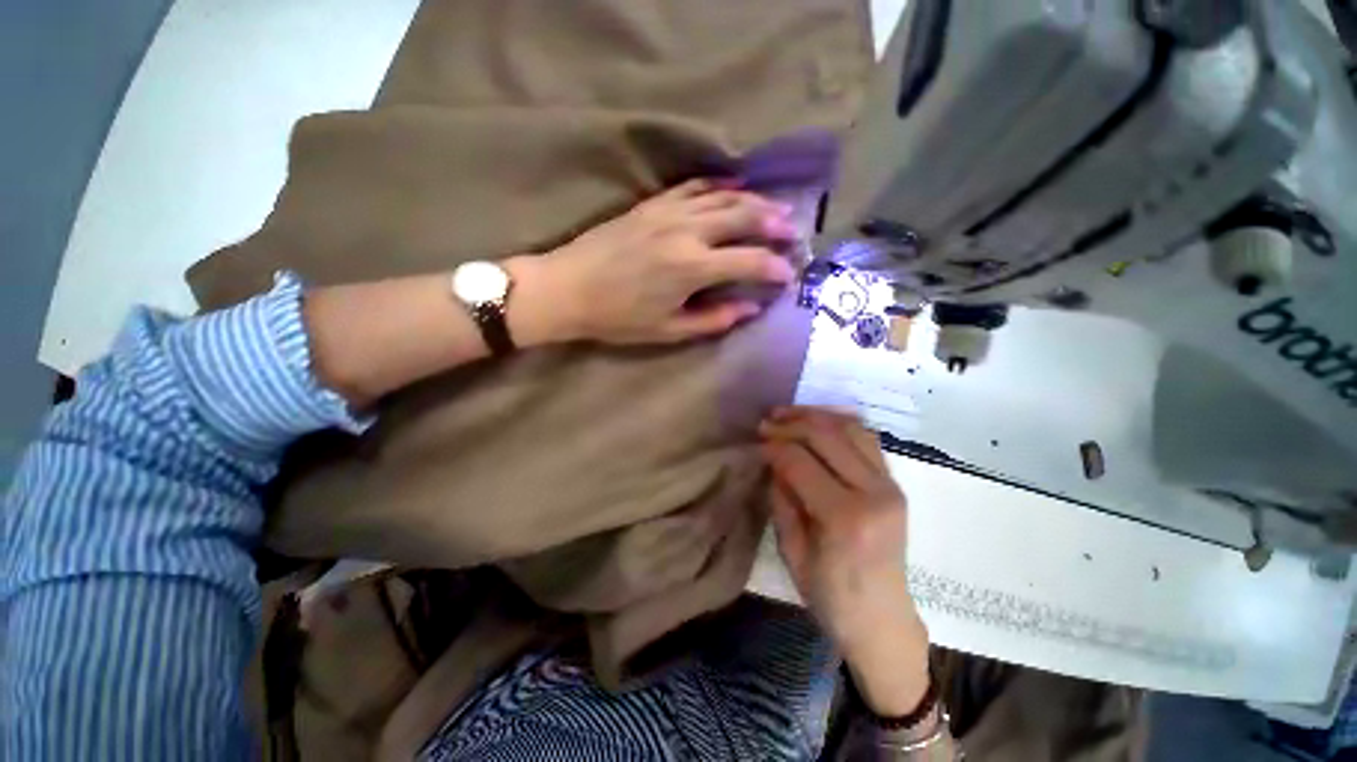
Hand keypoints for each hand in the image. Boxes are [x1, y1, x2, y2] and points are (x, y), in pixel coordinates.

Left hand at [522, 179, 798, 344]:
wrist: (568, 288)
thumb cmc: (618, 318)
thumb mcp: (668, 330)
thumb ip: (713, 319)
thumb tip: (749, 308)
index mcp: (692, 268)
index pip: (749, 262)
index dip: (774, 268)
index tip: (788, 275)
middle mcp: (687, 232)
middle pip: (744, 217)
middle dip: (774, 225)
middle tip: (793, 233)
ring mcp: (668, 212)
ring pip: (724, 197)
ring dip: (755, 201)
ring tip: (776, 208)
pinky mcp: (652, 204)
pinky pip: (693, 187)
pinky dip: (718, 186)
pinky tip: (734, 188)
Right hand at [761, 407, 930, 714]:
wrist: (883, 620)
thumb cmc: (831, 597)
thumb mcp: (791, 552)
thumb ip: (782, 499)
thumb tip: (772, 460)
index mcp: (845, 517)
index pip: (800, 461)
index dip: (773, 446)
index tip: (756, 441)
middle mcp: (874, 493)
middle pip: (826, 436)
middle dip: (790, 423)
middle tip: (766, 423)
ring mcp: (890, 485)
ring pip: (850, 428)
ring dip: (815, 416)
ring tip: (788, 415)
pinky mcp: (895, 484)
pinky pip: (867, 438)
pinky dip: (839, 424)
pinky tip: (818, 423)